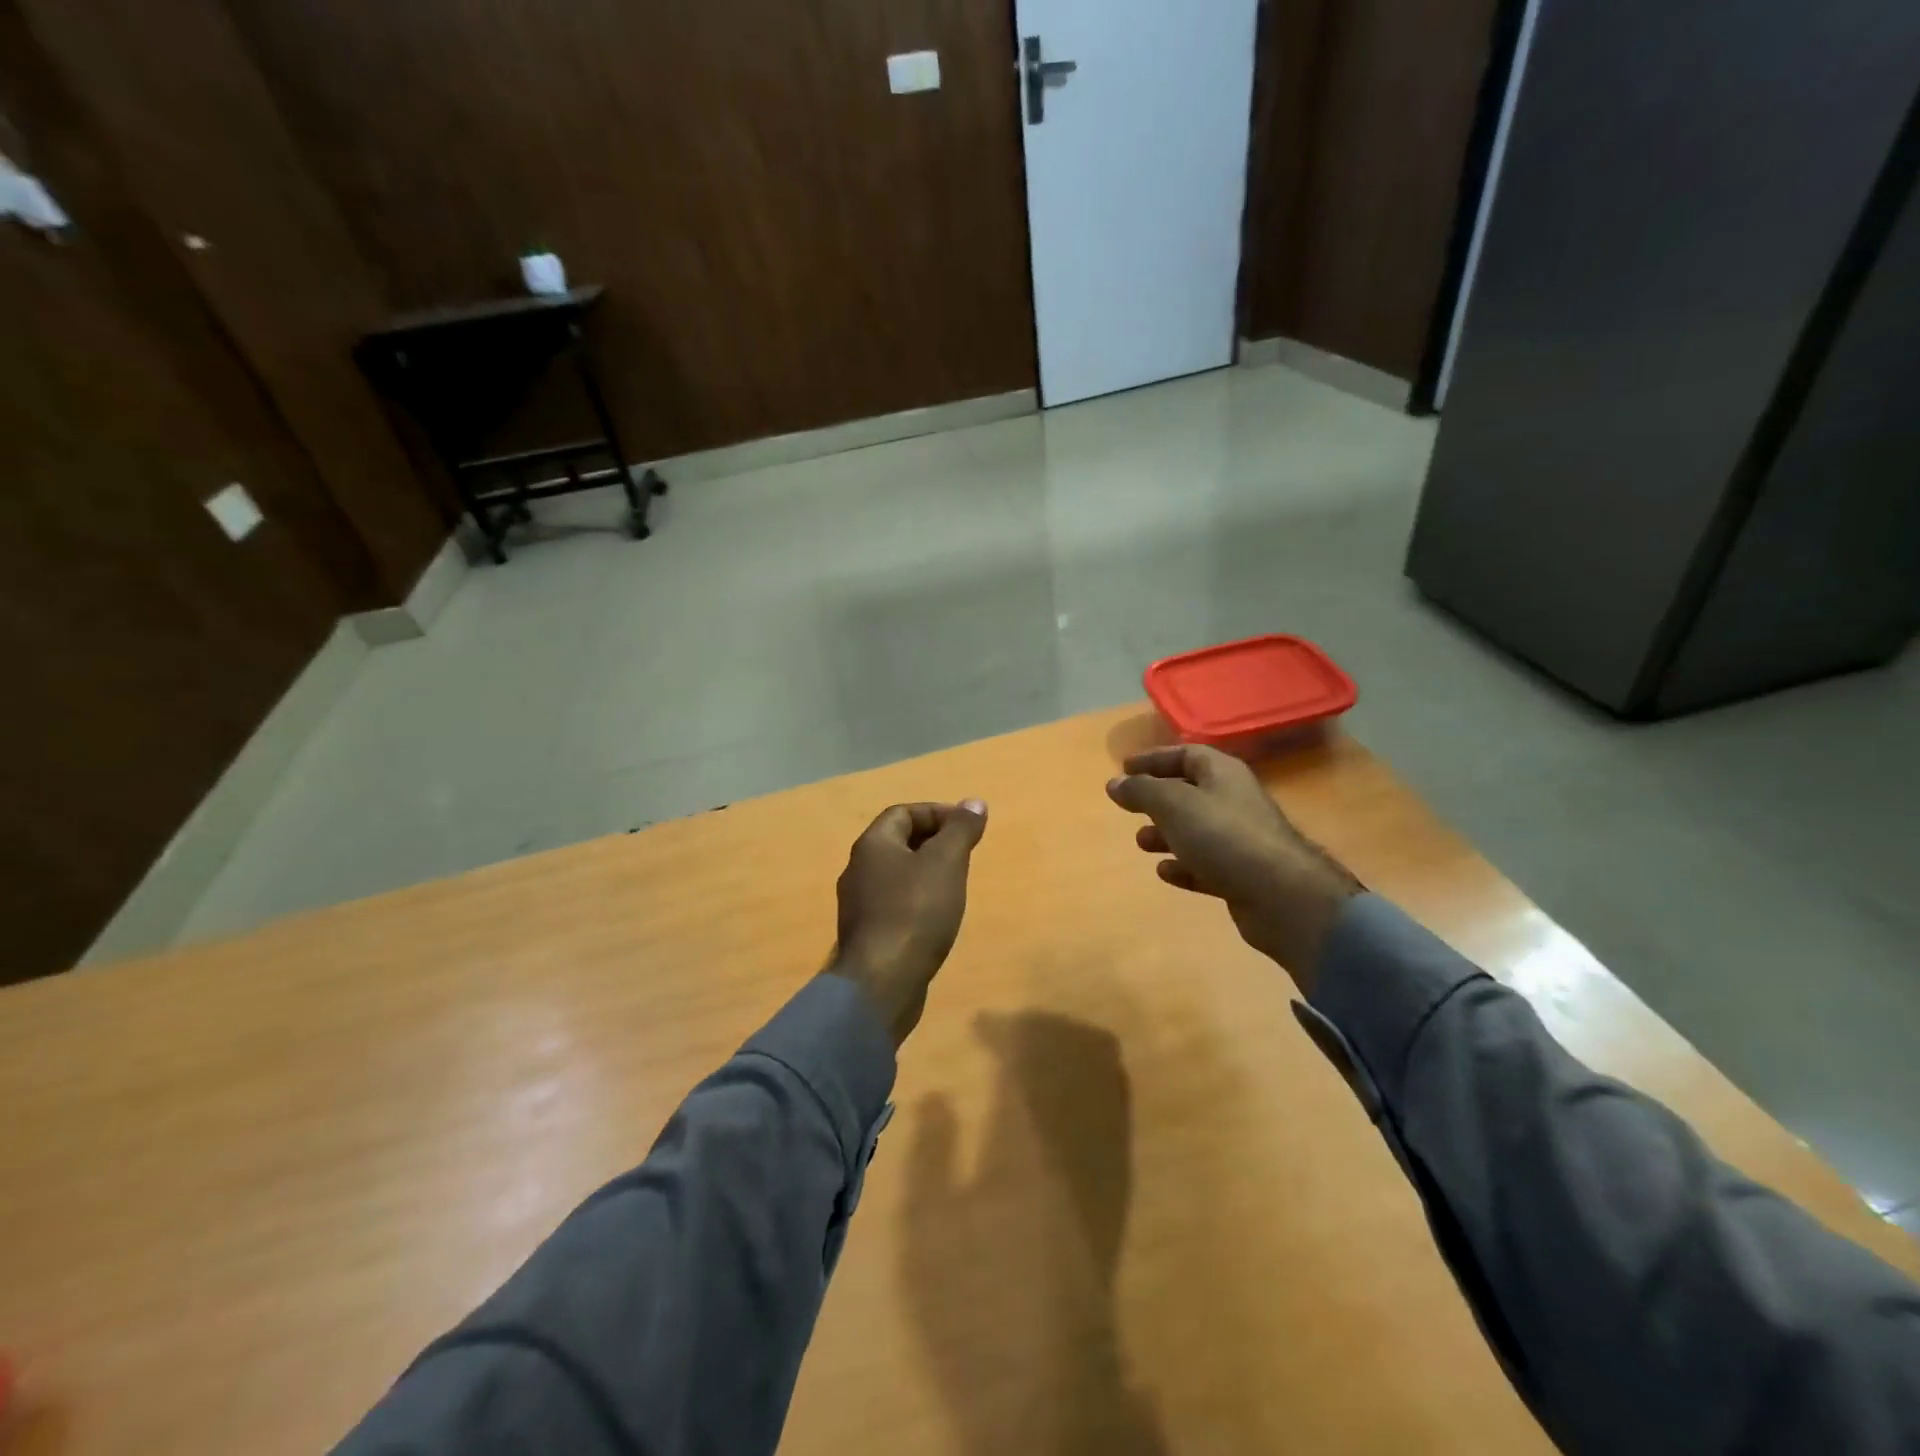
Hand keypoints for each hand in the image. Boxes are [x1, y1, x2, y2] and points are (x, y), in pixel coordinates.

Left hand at [828, 800, 988, 1044]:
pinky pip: (894, 905)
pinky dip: (917, 902)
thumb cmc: (915, 912)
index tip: (968, 828)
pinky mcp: (867, 936)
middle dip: (933, 842)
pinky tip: (937, 918)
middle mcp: (858, 870)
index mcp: (872, 845)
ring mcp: (859, 906)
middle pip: (897, 843)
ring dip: (926, 873)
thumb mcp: (946, 862)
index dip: (937, 813)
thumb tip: (974, 802)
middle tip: (965, 855)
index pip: (903, 813)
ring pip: (896, 876)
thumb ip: (960, 830)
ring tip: (955, 885)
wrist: (882, 982)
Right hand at [1106, 746, 1360, 991]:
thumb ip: (1141, 791)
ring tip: (1141, 843)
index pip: (1185, 754)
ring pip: (1196, 830)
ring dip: (1166, 834)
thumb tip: (1114, 783)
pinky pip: (1206, 864)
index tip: (1124, 768)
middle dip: (1157, 800)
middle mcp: (1234, 800)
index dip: (1154, 759)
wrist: (1281, 894)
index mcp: (1223, 773)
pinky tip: (1165, 872)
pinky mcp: (1243, 874)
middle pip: (1190, 792)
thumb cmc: (1223, 836)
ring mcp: (1241, 839)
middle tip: (1129, 808)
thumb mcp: (1173, 805)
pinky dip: (1184, 865)